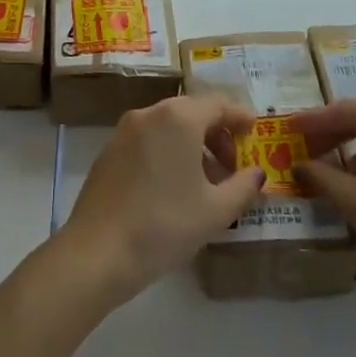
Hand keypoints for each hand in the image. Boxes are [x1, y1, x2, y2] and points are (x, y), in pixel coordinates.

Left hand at [57, 96, 265, 303]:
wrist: (98, 251)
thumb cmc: (165, 225)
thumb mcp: (216, 211)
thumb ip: (243, 187)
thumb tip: (257, 174)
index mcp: (178, 118)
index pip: (218, 105)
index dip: (240, 117)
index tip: (255, 132)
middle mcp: (149, 114)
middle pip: (192, 112)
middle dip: (216, 135)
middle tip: (233, 167)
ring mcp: (124, 131)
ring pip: (168, 126)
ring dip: (192, 145)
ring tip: (206, 183)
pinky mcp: (108, 151)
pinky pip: (147, 140)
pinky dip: (167, 152)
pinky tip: (173, 187)